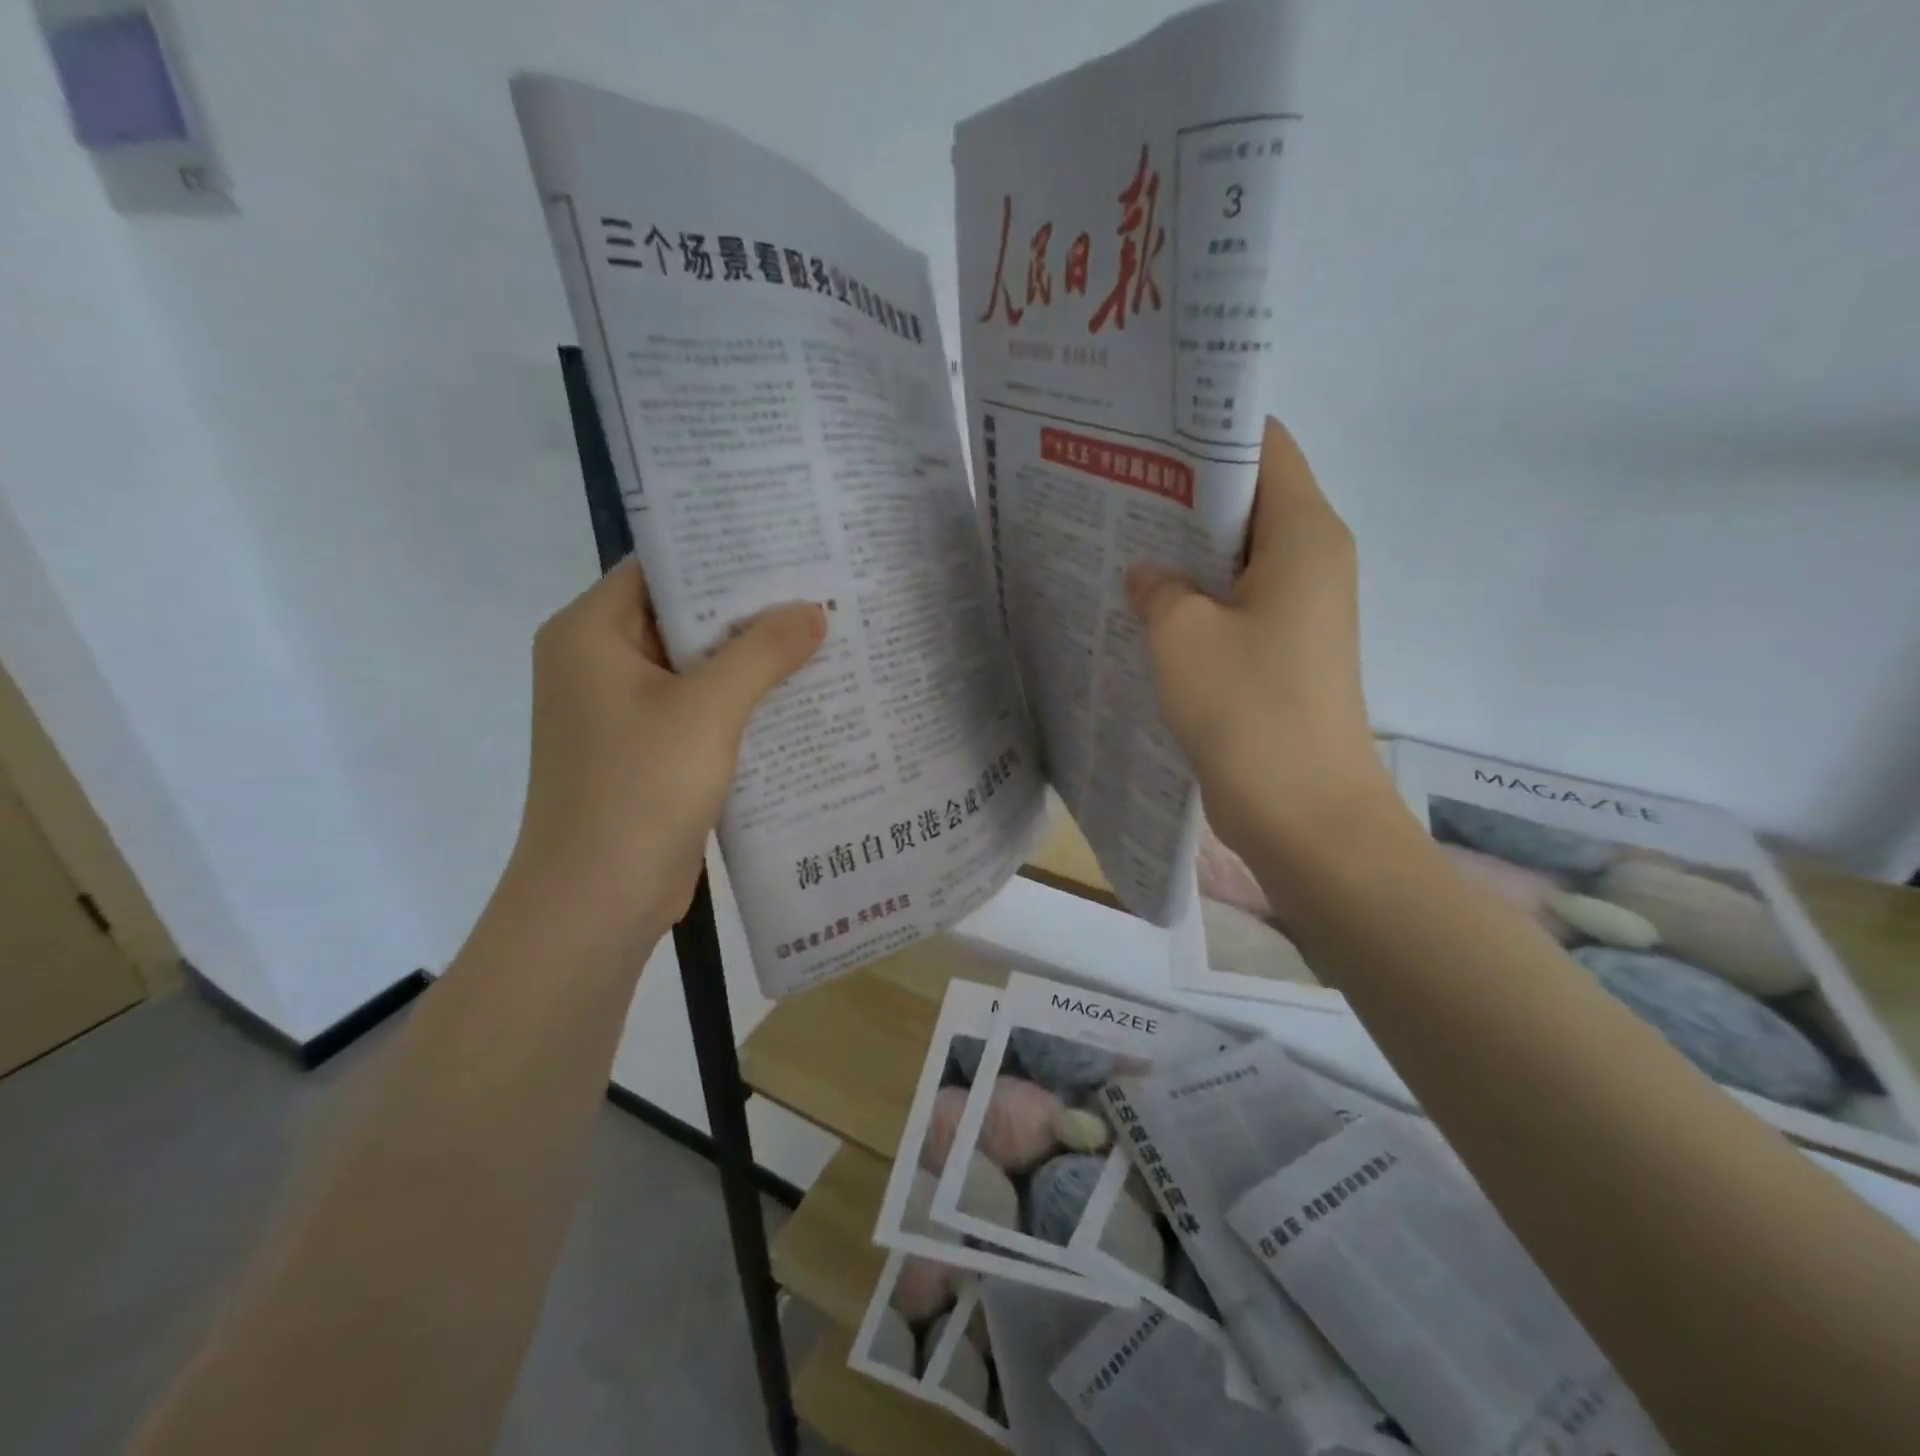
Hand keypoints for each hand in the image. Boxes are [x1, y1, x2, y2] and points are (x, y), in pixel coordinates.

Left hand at [499, 557, 824, 957]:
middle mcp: (598, 662)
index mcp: (590, 633)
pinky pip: (699, 710)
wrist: (596, 903)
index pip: (661, 568)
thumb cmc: (639, 790)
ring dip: (751, 660)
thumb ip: (763, 652)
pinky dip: (741, 703)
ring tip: (822, 637)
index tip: (787, 547)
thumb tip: (814, 609)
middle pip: (682, 617)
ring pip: (695, 667)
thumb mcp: (708, 710)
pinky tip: (799, 698)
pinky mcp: (645, 752)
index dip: (723, 554)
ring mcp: (621, 711)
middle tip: (819, 590)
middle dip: (750, 610)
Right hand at [1126, 417, 1393, 862]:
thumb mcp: (1183, 635)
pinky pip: (1231, 606)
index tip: (1142, 435)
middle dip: (1180, 493)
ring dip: (1181, 553)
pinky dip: (1191, 600)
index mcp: (1303, 534)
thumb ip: (1157, 587)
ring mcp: (1296, 611)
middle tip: (1110, 487)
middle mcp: (1310, 561)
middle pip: (1245, 501)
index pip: (1262, 447)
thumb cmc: (1248, 709)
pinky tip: (1137, 604)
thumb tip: (1147, 574)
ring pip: (1233, 558)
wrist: (1302, 813)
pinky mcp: (1278, 653)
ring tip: (1113, 539)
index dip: (1204, 432)